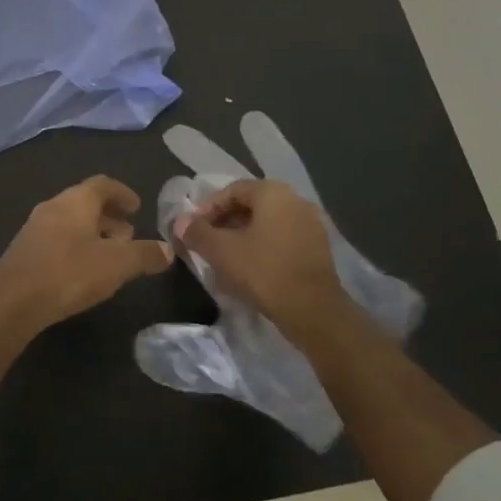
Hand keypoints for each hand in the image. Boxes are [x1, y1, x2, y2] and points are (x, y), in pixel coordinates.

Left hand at [0, 176, 172, 341]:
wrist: (10, 302)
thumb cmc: (69, 273)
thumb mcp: (117, 264)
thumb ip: (145, 255)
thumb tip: (168, 250)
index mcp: (76, 200)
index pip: (103, 184)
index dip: (123, 193)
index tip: (138, 207)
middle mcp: (53, 206)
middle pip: (85, 202)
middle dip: (109, 215)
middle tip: (129, 234)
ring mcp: (34, 228)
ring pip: (70, 221)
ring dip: (92, 232)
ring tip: (110, 254)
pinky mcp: (24, 252)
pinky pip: (56, 239)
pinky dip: (75, 246)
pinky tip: (82, 270)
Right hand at [174, 179, 349, 343]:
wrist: (313, 310)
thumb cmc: (263, 272)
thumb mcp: (221, 251)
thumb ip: (197, 232)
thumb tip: (180, 221)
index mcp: (273, 193)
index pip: (232, 190)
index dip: (208, 208)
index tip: (194, 229)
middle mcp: (296, 200)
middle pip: (252, 205)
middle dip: (225, 222)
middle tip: (207, 242)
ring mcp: (312, 224)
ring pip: (268, 223)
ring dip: (244, 235)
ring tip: (226, 257)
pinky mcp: (319, 247)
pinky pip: (283, 238)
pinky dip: (264, 246)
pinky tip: (251, 268)